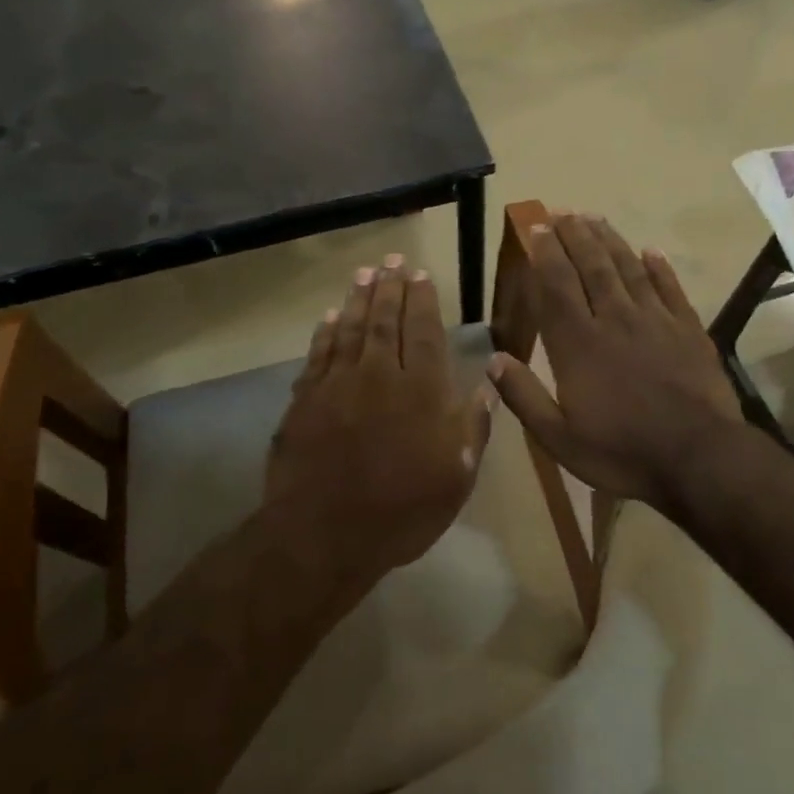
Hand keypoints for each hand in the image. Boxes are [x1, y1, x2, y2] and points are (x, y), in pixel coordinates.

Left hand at [266, 258, 493, 587]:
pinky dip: (326, 332)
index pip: (425, 332)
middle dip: (391, 287)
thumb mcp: (456, 478)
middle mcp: (380, 376)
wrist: (323, 534)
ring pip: (351, 329)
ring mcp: (338, 384)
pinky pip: (319, 354)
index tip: (422, 275)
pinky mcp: (305, 399)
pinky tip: (331, 317)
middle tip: (393, 260)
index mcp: (422, 392)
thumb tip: (488, 383)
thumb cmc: (401, 511)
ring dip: (359, 299)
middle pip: (386, 321)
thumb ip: (473, 427)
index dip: (424, 301)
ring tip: (365, 274)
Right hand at [488, 214, 742, 511]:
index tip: (537, 226)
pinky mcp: (689, 330)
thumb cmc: (622, 452)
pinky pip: (670, 289)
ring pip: (628, 270)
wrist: (698, 458)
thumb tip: (493, 360)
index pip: (557, 285)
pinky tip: (650, 251)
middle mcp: (615, 320)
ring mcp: (656, 321)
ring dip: (610, 241)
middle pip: (592, 267)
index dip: (545, 253)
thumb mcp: (559, 438)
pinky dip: (659, 268)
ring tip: (595, 218)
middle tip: (563, 211)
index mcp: (578, 344)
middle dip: (574, 236)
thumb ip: (524, 397)